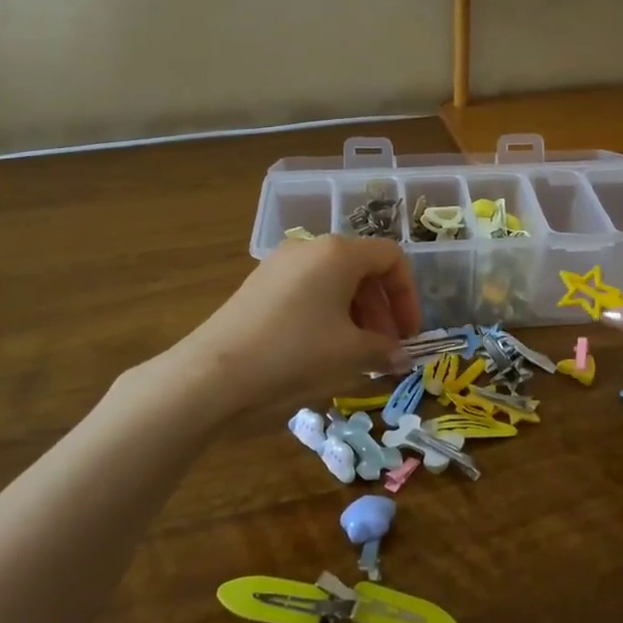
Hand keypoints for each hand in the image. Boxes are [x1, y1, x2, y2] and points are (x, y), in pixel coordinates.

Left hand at [163, 236, 421, 418]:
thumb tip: (401, 357)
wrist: (213, 374)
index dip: (408, 295)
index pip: (391, 258)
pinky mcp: (258, 286)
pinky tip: (323, 350)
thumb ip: (384, 349)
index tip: (409, 333)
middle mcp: (309, 247)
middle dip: (382, 309)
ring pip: (333, 281)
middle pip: (362, 268)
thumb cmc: (295, 354)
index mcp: (338, 253)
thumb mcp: (350, 353)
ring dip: (356, 314)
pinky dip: (327, 315)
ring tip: (358, 353)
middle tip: (386, 347)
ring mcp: (279, 265)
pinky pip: (307, 292)